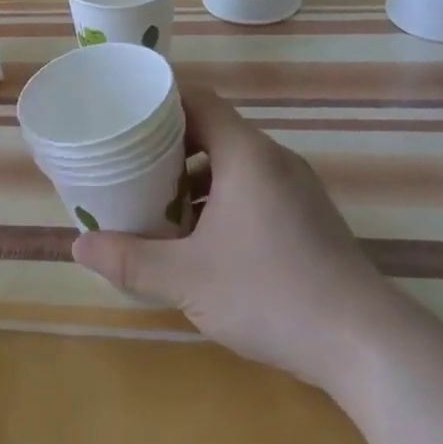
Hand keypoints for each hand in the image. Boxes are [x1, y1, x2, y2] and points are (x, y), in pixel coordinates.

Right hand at [73, 85, 385, 389]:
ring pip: (234, 165)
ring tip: (154, 203)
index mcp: (247, 155)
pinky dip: (220, 200)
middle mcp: (275, 161)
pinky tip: (199, 239)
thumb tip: (78, 246)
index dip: (160, 101)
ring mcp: (297, 190)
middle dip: (167, 146)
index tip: (123, 114)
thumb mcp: (187, 278)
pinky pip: (253, 190)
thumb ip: (130, 260)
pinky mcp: (307, 218)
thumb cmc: (271, 294)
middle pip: (213, 132)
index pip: (199, 101)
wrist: (364, 342)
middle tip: (126, 164)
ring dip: (194, 178)